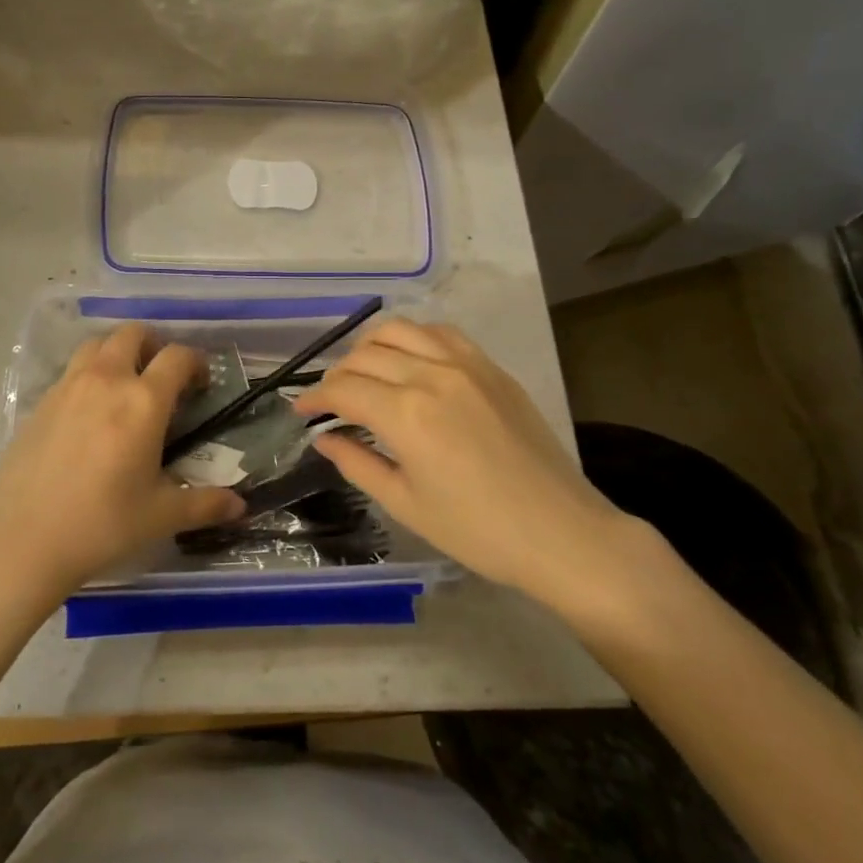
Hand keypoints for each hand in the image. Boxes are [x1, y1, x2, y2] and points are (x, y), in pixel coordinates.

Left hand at [0, 323, 242, 599]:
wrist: (21, 541)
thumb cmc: (101, 525)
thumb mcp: (160, 516)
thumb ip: (205, 505)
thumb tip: (240, 507)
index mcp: (143, 401)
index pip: (177, 357)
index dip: (196, 362)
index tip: (201, 383)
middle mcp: (106, 380)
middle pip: (132, 334)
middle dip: (154, 345)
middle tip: (161, 377)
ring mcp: (67, 387)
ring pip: (96, 345)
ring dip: (117, 352)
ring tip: (125, 385)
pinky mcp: (40, 403)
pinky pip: (71, 371)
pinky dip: (88, 375)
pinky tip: (89, 414)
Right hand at [293, 320, 643, 614]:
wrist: (561, 532)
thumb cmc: (477, 530)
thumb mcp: (405, 504)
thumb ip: (357, 464)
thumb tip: (325, 439)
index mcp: (406, 414)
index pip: (344, 390)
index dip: (315, 398)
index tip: (301, 411)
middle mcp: (432, 375)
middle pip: (365, 355)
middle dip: (337, 375)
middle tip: (329, 402)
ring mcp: (466, 365)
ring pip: (401, 330)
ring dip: (371, 347)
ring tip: (363, 372)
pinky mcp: (492, 368)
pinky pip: (441, 334)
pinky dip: (414, 339)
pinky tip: (409, 361)